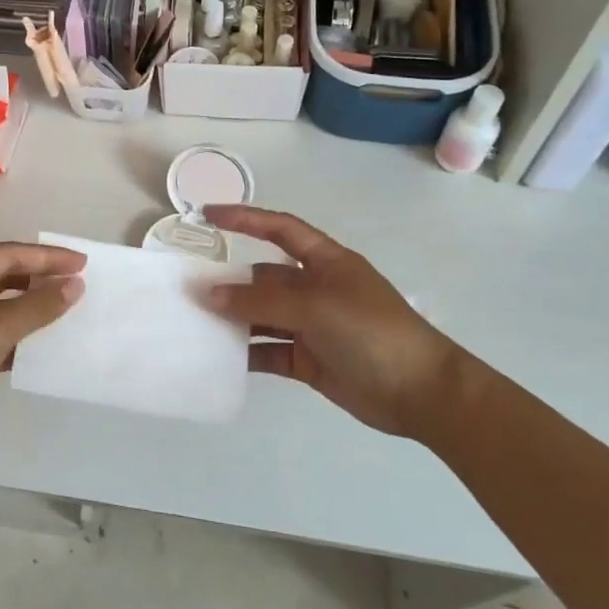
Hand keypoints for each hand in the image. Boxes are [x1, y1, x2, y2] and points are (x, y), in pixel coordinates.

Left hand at [0, 241, 85, 452]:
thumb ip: (37, 306)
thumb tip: (74, 285)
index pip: (8, 254)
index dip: (47, 257)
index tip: (82, 264)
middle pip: (2, 275)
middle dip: (39, 279)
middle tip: (76, 284)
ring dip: (29, 307)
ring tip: (64, 310)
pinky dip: (15, 335)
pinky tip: (39, 346)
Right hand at [201, 205, 468, 438]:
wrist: (420, 392)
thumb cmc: (371, 332)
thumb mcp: (315, 307)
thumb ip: (259, 301)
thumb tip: (208, 294)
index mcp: (325, 262)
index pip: (279, 229)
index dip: (245, 218)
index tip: (207, 216)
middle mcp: (315, 289)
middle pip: (263, 278)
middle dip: (230, 281)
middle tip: (188, 287)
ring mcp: (312, 326)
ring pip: (262, 316)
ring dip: (234, 319)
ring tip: (195, 323)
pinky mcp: (309, 360)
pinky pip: (268, 351)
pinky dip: (246, 353)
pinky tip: (219, 358)